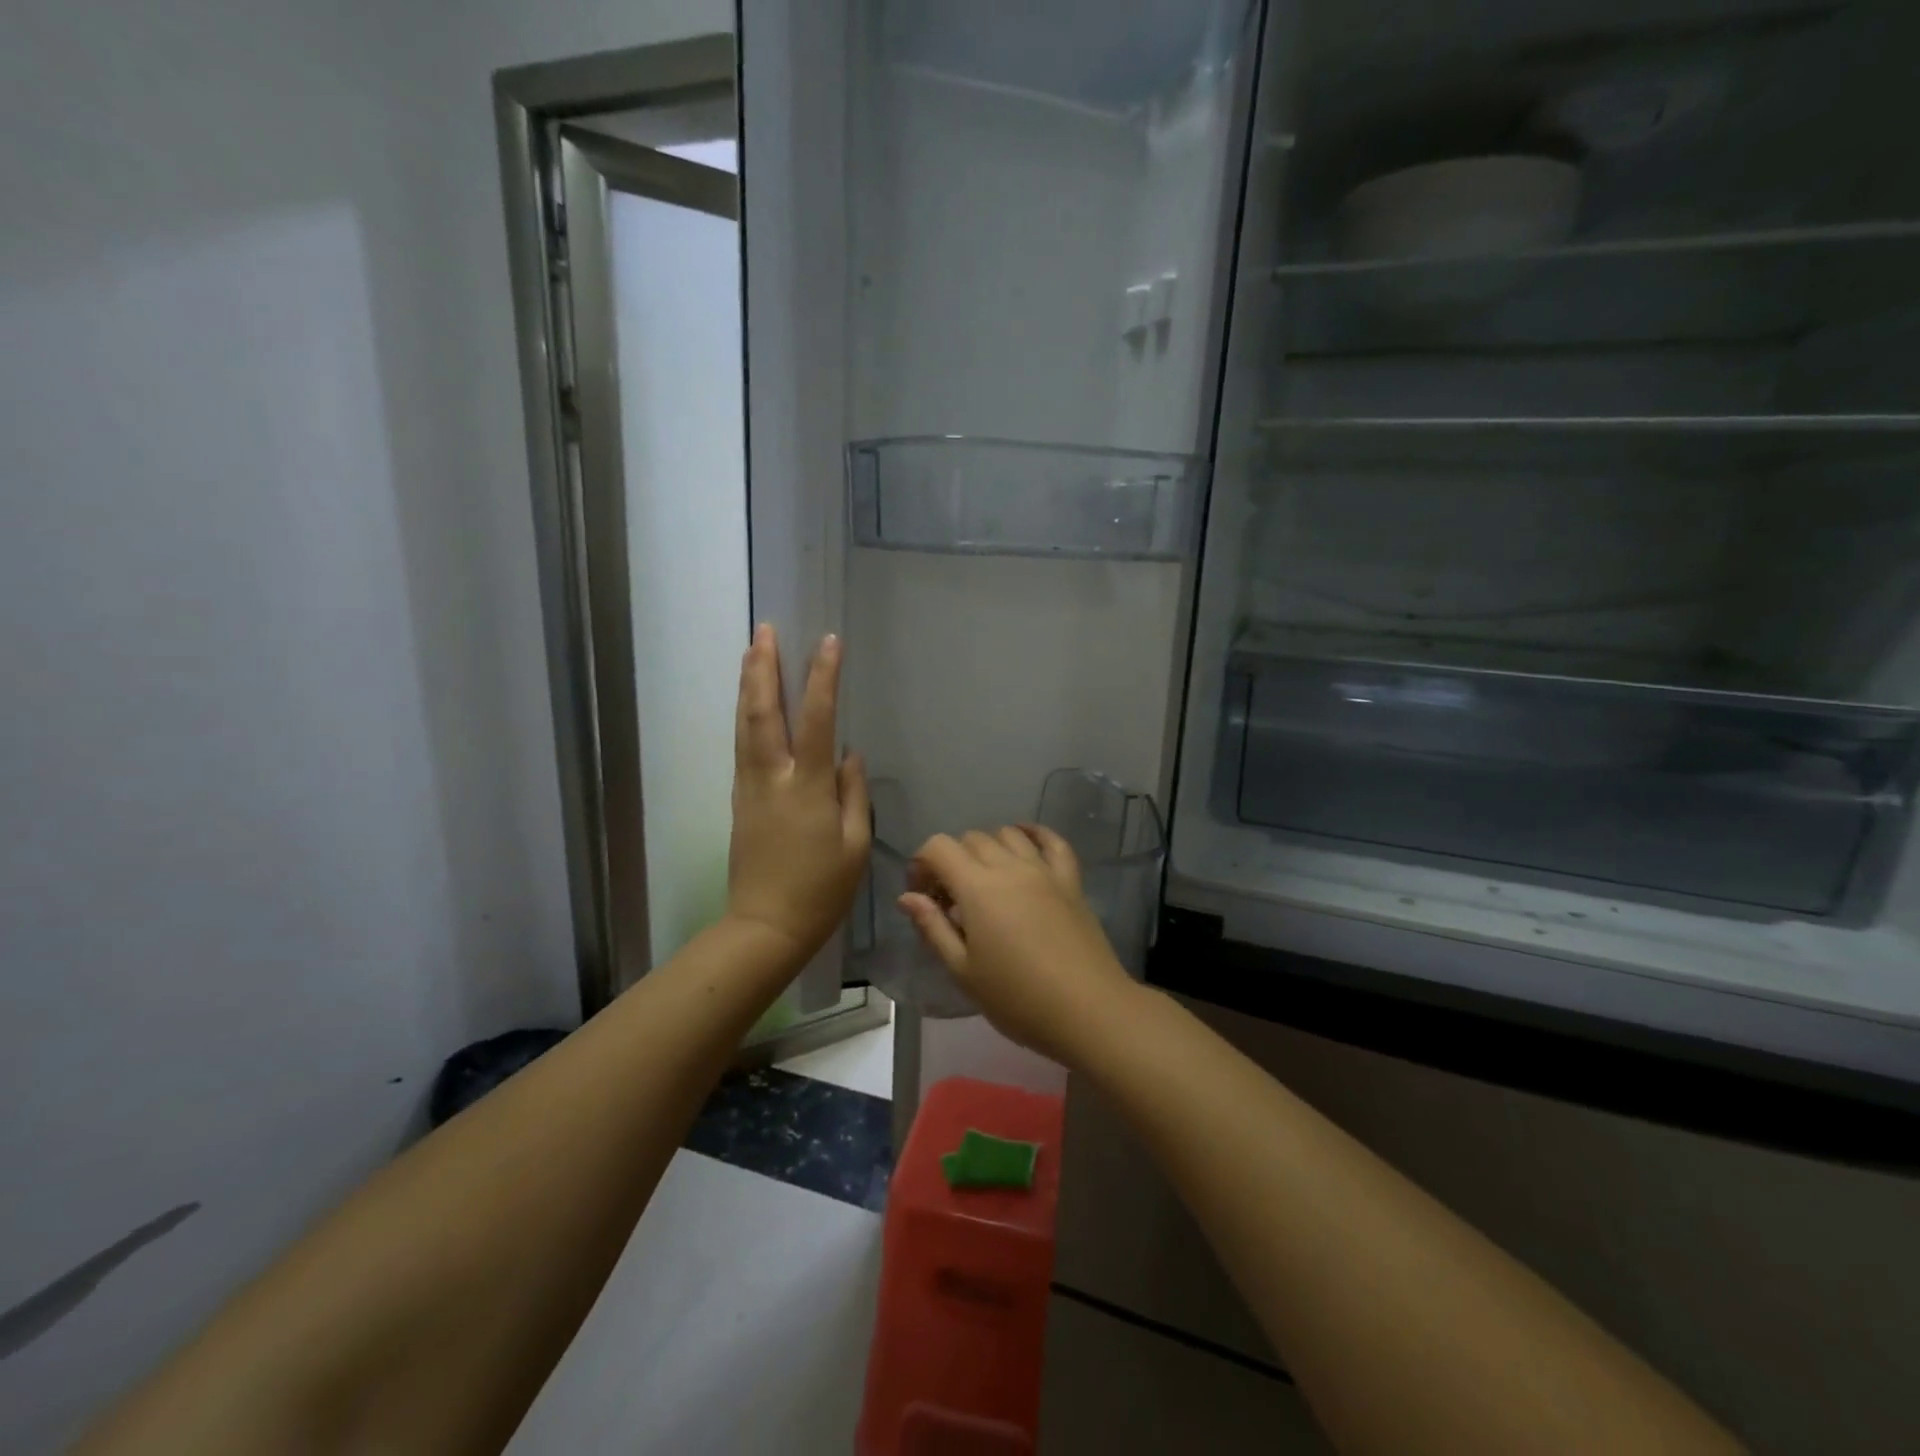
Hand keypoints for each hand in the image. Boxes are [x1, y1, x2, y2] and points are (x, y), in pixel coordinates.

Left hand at [726, 625, 870, 962]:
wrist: (766, 927)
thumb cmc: (821, 891)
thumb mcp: (855, 845)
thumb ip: (853, 793)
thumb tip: (848, 754)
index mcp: (806, 788)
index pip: (816, 719)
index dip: (822, 678)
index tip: (828, 642)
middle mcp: (771, 778)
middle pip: (762, 711)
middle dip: (763, 667)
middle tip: (764, 630)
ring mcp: (749, 788)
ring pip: (744, 725)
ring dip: (747, 684)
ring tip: (750, 650)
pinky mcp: (739, 800)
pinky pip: (741, 745)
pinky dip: (745, 714)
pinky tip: (749, 703)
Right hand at [898, 826, 1138, 1065]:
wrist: (1087, 1010)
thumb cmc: (1017, 998)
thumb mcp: (963, 971)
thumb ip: (933, 928)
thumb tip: (908, 897)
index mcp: (978, 888)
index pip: (939, 847)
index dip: (922, 863)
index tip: (922, 894)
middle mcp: (1010, 867)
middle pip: (972, 839)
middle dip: (952, 859)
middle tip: (950, 898)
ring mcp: (1044, 870)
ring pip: (1008, 835)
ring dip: (988, 847)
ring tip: (985, 880)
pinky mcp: (1070, 880)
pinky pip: (1053, 842)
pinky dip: (1034, 834)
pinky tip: (1025, 841)